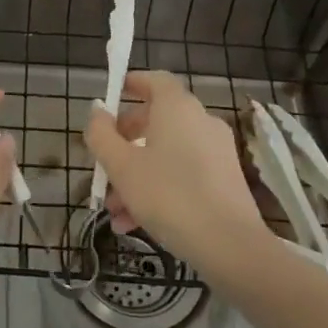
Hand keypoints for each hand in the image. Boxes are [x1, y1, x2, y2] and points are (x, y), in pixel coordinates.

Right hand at [85, 71, 267, 273]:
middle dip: (125, 142)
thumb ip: (102, 135)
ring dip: (137, 173)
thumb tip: (97, 111)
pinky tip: (135, 223)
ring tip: (114, 209)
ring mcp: (217, 151)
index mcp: (177, 108)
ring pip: (167, 152)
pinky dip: (160, 187)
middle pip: (157, 120)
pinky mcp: (226, 180)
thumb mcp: (122, 166)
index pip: (155, 80)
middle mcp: (200, 121)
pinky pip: (184, 173)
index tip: (113, 96)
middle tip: (104, 164)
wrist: (231, 247)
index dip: (132, 83)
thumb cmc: (169, 196)